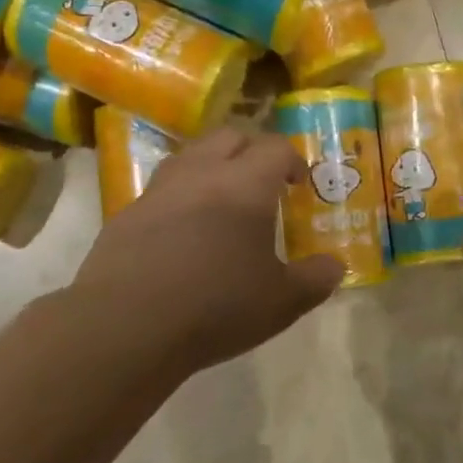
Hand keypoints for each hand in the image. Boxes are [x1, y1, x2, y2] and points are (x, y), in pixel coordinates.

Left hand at [73, 129, 344, 379]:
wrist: (126, 325)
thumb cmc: (216, 307)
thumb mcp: (281, 302)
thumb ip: (315, 280)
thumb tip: (335, 267)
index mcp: (245, 185)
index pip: (275, 148)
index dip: (292, 160)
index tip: (298, 184)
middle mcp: (201, 174)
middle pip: (230, 137)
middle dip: (251, 151)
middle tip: (263, 183)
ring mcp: (158, 190)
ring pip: (190, 155)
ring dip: (212, 166)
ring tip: (222, 201)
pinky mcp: (126, 214)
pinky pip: (161, 189)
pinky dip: (180, 197)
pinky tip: (181, 233)